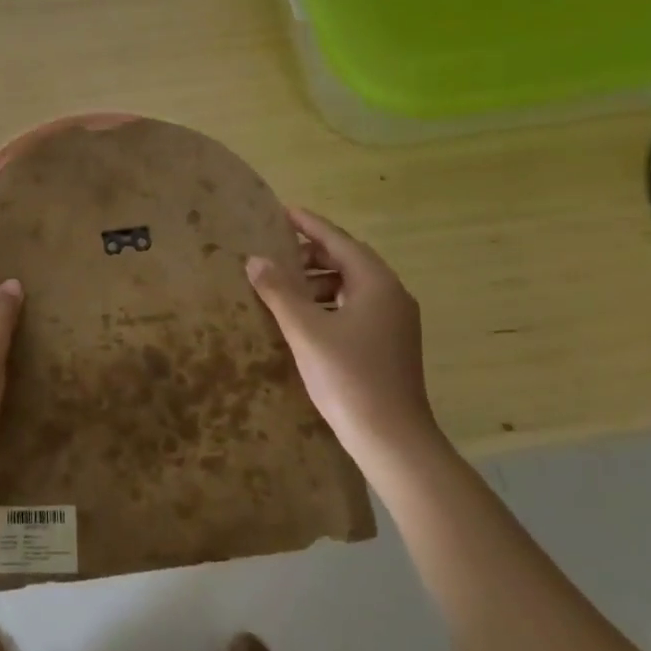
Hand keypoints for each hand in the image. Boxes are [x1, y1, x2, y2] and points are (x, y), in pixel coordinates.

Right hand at [245, 207, 440, 464]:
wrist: (391, 438)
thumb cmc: (348, 377)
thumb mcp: (306, 330)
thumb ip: (279, 291)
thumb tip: (255, 259)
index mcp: (376, 284)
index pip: (339, 241)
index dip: (309, 225)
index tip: (282, 211)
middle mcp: (392, 295)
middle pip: (348, 261)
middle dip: (311, 254)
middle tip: (275, 253)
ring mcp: (394, 322)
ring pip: (352, 286)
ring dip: (318, 280)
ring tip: (283, 286)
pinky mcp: (389, 344)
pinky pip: (355, 307)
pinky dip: (328, 302)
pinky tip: (304, 318)